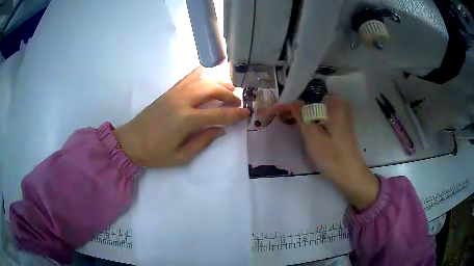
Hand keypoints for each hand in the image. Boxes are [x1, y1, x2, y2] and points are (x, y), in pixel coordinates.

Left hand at [114, 66, 249, 167]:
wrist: (131, 141)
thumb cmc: (155, 153)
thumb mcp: (181, 156)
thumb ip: (202, 142)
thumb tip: (220, 130)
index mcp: (186, 120)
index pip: (218, 114)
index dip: (234, 114)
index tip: (246, 113)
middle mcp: (182, 101)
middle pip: (212, 90)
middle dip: (228, 94)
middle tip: (236, 102)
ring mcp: (175, 93)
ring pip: (202, 80)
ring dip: (218, 82)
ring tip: (228, 88)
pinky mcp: (169, 91)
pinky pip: (187, 77)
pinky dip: (200, 73)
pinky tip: (207, 74)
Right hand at [270, 96, 378, 210]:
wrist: (350, 174)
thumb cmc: (331, 155)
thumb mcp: (312, 135)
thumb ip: (300, 115)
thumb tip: (291, 101)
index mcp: (335, 103)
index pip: (308, 96)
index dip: (292, 102)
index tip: (277, 110)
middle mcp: (340, 106)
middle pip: (313, 103)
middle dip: (297, 108)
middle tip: (281, 117)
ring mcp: (342, 117)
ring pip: (318, 112)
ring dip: (304, 116)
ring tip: (289, 122)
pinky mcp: (341, 127)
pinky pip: (323, 119)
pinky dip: (313, 122)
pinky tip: (304, 129)